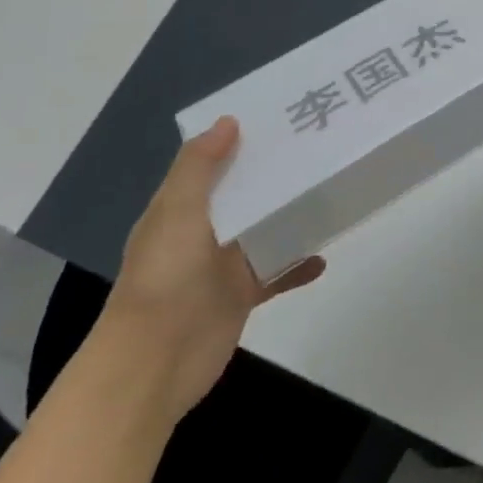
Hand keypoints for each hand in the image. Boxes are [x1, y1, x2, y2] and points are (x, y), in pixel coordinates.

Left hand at [100, 116, 324, 416]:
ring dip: (289, 216)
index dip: (237, 141)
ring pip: (263, 230)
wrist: (155, 363)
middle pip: (242, 194)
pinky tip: (323, 258)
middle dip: (272, 174)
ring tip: (328, 191)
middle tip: (315, 147)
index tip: (277, 118)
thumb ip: (199, 166)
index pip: (210, 165)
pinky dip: (298, 265)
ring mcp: (223, 265)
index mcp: (180, 208)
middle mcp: (201, 232)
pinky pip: (277, 273)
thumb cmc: (164, 277)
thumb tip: (228, 121)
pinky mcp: (243, 294)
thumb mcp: (177, 211)